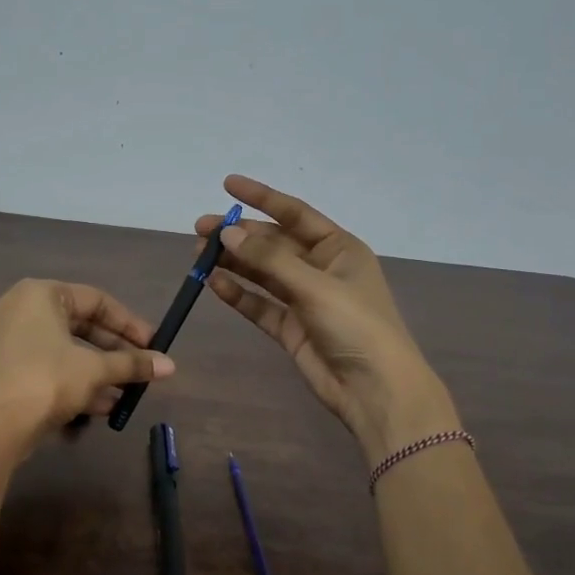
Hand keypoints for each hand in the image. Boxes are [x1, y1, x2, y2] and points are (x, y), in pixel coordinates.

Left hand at [0, 279, 173, 445]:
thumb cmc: (46, 380)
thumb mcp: (94, 370)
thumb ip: (132, 364)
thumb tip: (170, 366)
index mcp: (40, 294)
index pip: (96, 300)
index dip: (129, 323)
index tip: (153, 345)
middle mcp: (21, 310)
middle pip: (80, 325)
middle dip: (114, 351)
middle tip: (142, 368)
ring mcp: (9, 341)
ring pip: (65, 351)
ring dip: (99, 372)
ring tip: (126, 393)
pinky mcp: (5, 370)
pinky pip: (48, 368)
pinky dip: (75, 382)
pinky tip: (102, 407)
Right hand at [196, 175, 457, 462]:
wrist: (375, 390)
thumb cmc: (356, 326)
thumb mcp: (314, 286)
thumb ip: (268, 260)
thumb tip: (227, 232)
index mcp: (339, 249)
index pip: (295, 213)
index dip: (262, 197)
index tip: (228, 185)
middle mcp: (321, 269)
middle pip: (273, 244)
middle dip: (239, 235)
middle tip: (201, 229)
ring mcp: (304, 299)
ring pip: (262, 274)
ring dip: (234, 263)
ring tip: (199, 255)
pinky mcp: (291, 328)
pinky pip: (260, 304)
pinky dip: (238, 294)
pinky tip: (214, 284)